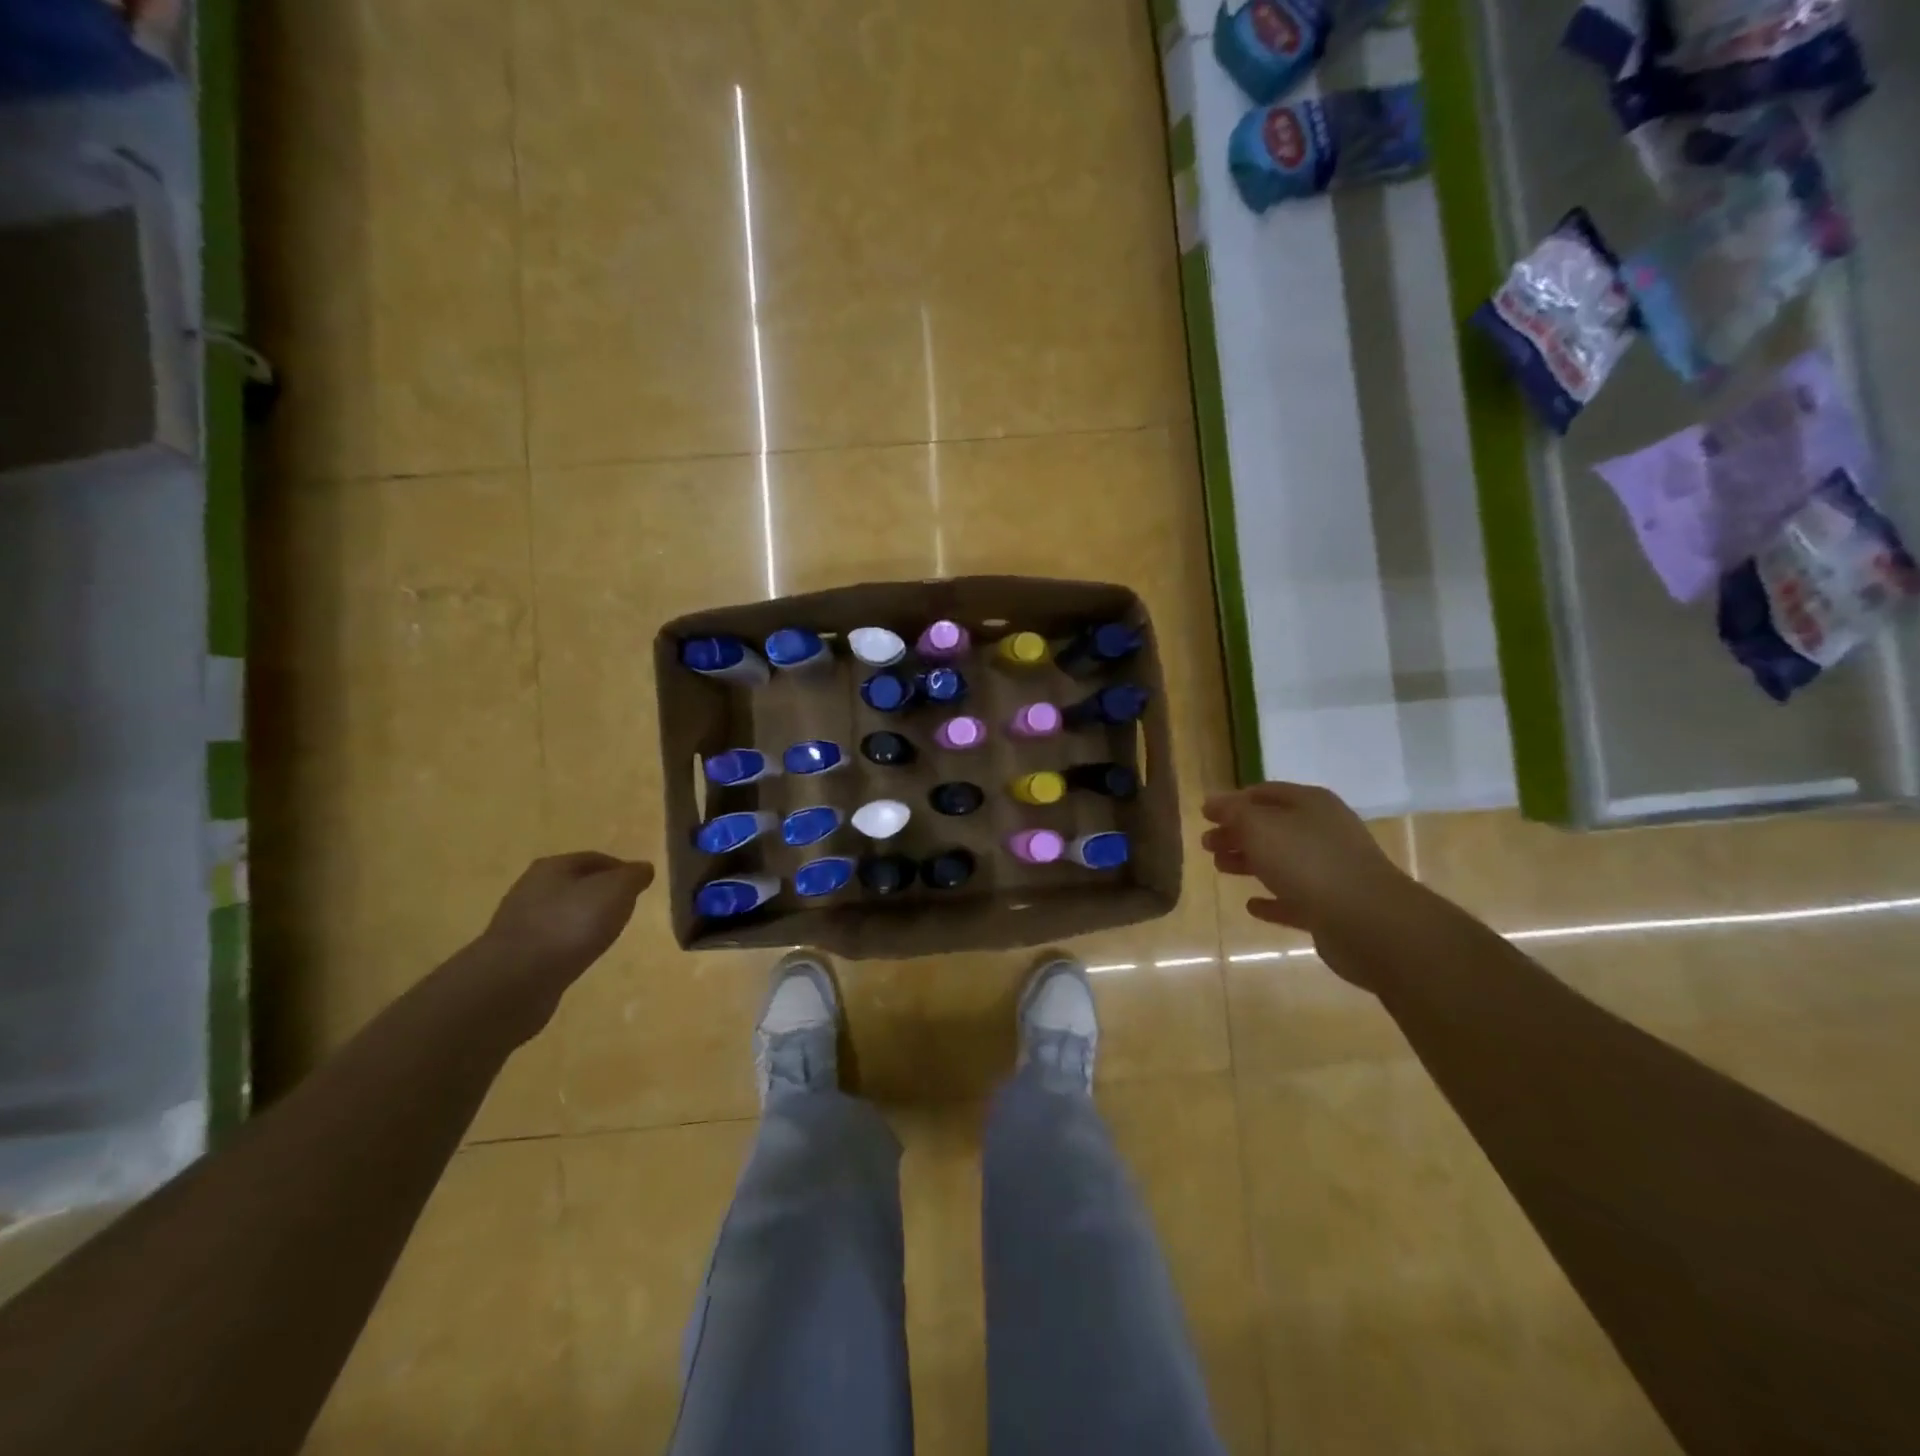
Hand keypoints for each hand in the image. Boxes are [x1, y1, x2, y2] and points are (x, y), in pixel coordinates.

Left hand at [472, 853, 653, 1031]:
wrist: (515, 981)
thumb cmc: (571, 924)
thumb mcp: (616, 891)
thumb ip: (633, 876)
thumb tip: (643, 868)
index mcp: (553, 866)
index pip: (595, 858)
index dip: (621, 869)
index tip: (640, 886)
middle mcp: (531, 888)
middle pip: (576, 884)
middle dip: (602, 894)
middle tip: (626, 908)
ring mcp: (520, 922)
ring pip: (563, 912)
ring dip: (584, 920)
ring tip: (606, 934)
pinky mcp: (515, 953)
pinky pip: (552, 939)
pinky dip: (569, 942)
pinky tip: (581, 954)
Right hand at [1202, 783, 1412, 942]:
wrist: (1367, 921)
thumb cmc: (1307, 862)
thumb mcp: (1260, 827)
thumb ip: (1233, 812)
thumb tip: (1212, 802)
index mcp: (1310, 804)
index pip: (1264, 793)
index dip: (1233, 802)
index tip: (1205, 815)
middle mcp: (1323, 832)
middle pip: (1272, 827)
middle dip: (1238, 833)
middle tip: (1207, 845)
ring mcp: (1331, 870)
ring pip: (1281, 862)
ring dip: (1249, 863)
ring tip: (1220, 868)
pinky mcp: (1332, 907)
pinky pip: (1294, 899)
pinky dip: (1272, 900)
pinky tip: (1252, 905)